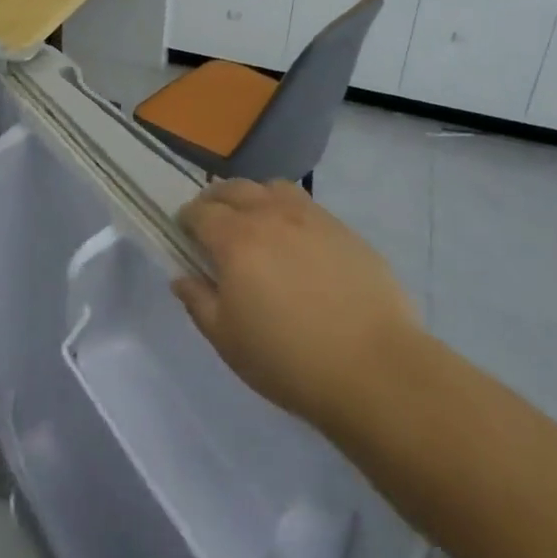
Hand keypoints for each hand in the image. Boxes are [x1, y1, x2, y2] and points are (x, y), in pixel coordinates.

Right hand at [174, 180, 421, 432]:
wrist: (374, 369)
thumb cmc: (288, 359)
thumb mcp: (227, 340)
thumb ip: (198, 301)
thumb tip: (183, 277)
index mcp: (235, 239)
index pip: (200, 211)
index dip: (186, 219)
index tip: (184, 234)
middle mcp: (271, 215)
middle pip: (234, 188)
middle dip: (215, 200)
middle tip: (213, 224)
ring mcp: (312, 218)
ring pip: (273, 188)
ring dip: (254, 198)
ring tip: (255, 224)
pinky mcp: (344, 230)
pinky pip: (306, 206)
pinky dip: (289, 212)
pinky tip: (296, 243)